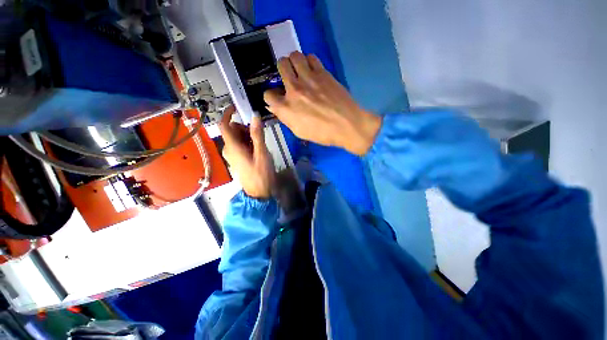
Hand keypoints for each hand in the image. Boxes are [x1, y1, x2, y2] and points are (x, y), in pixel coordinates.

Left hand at [219, 106, 274, 198]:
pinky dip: (247, 143)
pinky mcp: (237, 159)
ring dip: (247, 136)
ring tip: (259, 144)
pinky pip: (239, 145)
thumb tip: (254, 116)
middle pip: (232, 130)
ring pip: (237, 138)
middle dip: (244, 128)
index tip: (237, 108)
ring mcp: (232, 155)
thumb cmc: (261, 173)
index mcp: (233, 147)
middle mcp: (229, 149)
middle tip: (258, 135)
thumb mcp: (261, 153)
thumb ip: (257, 134)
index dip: (228, 114)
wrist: (259, 192)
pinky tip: (257, 150)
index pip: (224, 125)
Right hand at [263, 52, 381, 155]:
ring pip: (294, 55)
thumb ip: (285, 117)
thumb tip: (276, 106)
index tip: (278, 97)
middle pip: (280, 65)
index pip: (267, 94)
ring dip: (295, 62)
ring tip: (301, 71)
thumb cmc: (322, 134)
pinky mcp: (322, 73)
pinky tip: (313, 71)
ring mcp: (308, 79)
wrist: (346, 125)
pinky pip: (311, 57)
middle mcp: (294, 89)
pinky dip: (309, 61)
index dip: (271, 96)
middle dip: (283, 70)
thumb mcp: (299, 132)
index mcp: (286, 108)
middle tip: (290, 77)